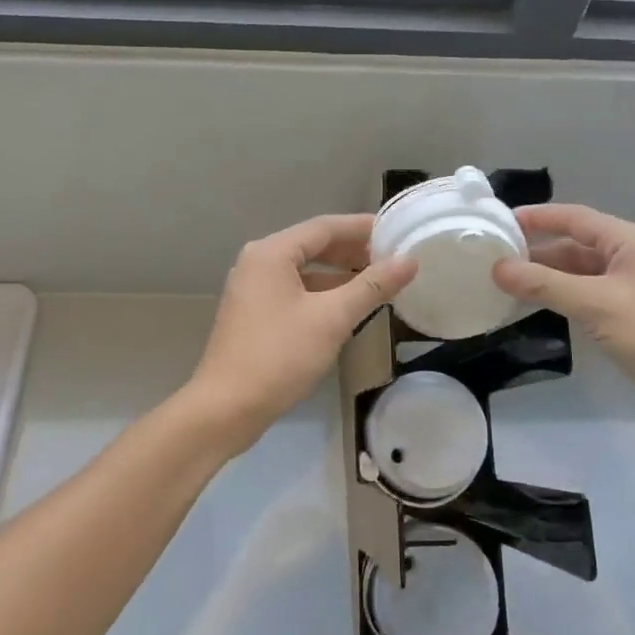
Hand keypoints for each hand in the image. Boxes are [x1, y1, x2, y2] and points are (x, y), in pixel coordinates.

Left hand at [181, 214, 416, 457]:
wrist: (226, 408)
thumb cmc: (280, 356)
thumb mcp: (332, 319)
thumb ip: (371, 287)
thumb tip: (409, 261)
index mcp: (271, 253)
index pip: (324, 227)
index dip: (361, 228)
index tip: (394, 230)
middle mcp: (257, 262)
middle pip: (312, 245)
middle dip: (351, 251)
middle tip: (390, 257)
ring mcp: (251, 288)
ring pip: (303, 270)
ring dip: (337, 273)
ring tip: (375, 281)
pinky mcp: (252, 313)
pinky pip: (293, 290)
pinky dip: (320, 293)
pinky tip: (344, 307)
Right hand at [491, 204, 634, 442]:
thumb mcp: (598, 305)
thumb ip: (545, 284)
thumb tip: (498, 268)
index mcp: (631, 243)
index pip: (576, 217)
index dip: (538, 217)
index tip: (500, 221)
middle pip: (577, 246)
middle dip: (539, 251)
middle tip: (495, 259)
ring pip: (583, 275)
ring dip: (550, 278)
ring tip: (508, 286)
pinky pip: (593, 299)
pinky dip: (566, 300)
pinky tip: (542, 311)